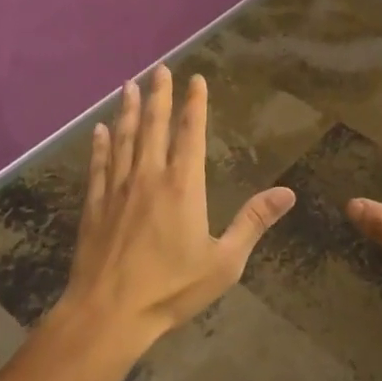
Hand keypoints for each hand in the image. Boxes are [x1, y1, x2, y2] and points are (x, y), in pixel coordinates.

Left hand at [56, 65, 295, 355]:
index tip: (194, 79)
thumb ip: (253, 222)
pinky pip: (98, 164)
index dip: (193, 104)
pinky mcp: (94, 203)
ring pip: (124, 137)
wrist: (109, 312)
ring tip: (129, 85)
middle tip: (159, 68)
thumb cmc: (171, 288)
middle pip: (153, 125)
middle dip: (158, 94)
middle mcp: (149, 176)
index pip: (190, 133)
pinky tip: (100, 130)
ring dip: (128, 110)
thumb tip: (288, 192)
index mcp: (183, 185)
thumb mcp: (224, 262)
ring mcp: (118, 188)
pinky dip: (100, 144)